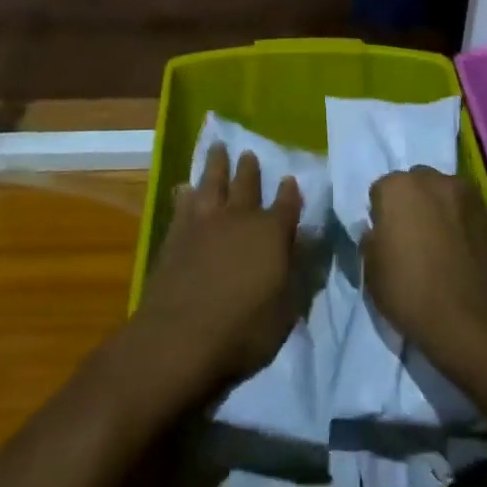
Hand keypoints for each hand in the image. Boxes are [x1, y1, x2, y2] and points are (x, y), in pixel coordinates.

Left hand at [132, 144, 302, 399]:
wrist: (180, 337)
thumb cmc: (244, 330)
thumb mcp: (286, 310)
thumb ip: (299, 272)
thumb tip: (310, 242)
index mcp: (272, 233)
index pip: (287, 205)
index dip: (290, 193)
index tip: (290, 179)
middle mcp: (239, 218)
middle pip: (247, 184)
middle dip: (250, 169)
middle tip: (249, 153)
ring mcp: (204, 222)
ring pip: (212, 182)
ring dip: (216, 164)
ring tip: (218, 148)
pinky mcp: (176, 233)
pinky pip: (183, 203)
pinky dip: (185, 192)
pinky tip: (184, 187)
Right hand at [363, 167, 486, 372]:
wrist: (470, 319)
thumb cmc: (410, 292)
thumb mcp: (371, 270)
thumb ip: (371, 240)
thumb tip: (378, 231)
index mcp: (396, 187)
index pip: (380, 191)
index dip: (381, 215)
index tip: (385, 239)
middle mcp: (431, 179)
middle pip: (414, 185)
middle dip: (410, 204)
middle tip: (410, 238)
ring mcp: (463, 192)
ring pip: (441, 193)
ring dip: (436, 209)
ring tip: (438, 243)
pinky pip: (463, 209)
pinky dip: (458, 221)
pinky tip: (457, 248)